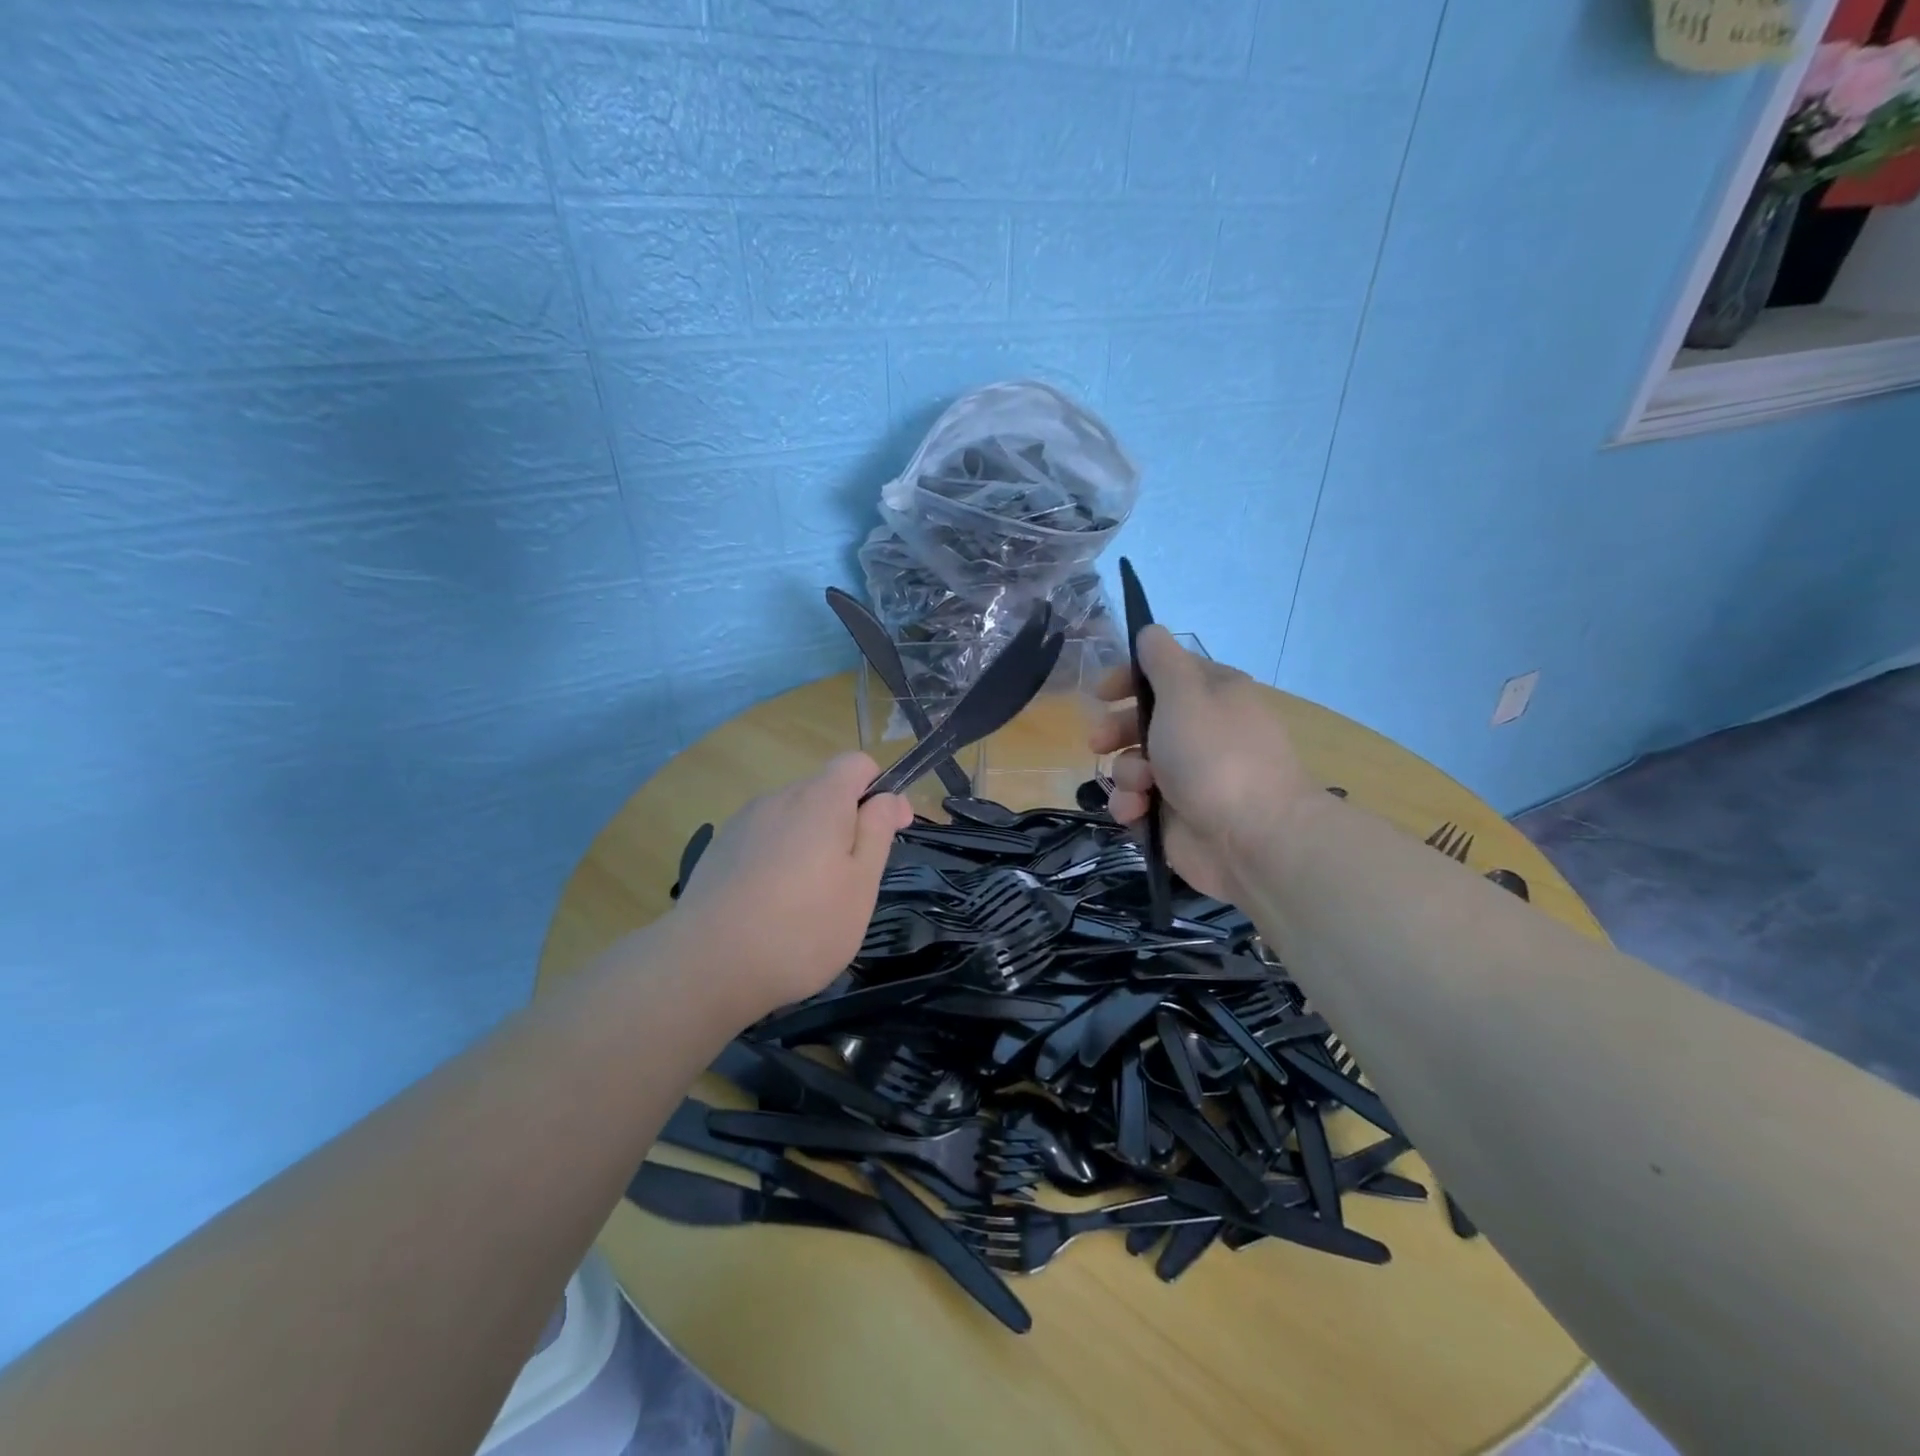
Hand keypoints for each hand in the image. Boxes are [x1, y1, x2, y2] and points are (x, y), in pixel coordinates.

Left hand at [669, 753, 911, 1019]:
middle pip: (824, 791)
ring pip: (793, 818)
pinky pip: (764, 839)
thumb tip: (888, 797)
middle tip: (851, 881)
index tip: (890, 832)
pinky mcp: (719, 849)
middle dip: (846, 823)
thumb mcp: (861, 885)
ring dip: (811, 843)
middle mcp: (779, 798)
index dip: (880, 791)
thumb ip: (877, 832)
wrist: (706, 967)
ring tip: (808, 900)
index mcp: (820, 799)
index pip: (857, 763)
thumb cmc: (802, 928)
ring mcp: (743, 822)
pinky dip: (778, 859)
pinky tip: (771, 905)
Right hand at [1089, 627, 1315, 900]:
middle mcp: (1201, 733)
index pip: (1165, 675)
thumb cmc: (1215, 755)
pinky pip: (1138, 802)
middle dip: (1116, 730)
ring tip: (1140, 786)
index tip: (1102, 692)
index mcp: (1212, 696)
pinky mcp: (1176, 816)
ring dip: (1127, 773)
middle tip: (1098, 741)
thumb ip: (1161, 660)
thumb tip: (1150, 632)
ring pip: (1135, 764)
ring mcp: (1189, 777)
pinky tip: (1137, 812)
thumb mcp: (1185, 694)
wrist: (1254, 838)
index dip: (1130, 680)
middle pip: (1144, 721)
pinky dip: (1133, 805)